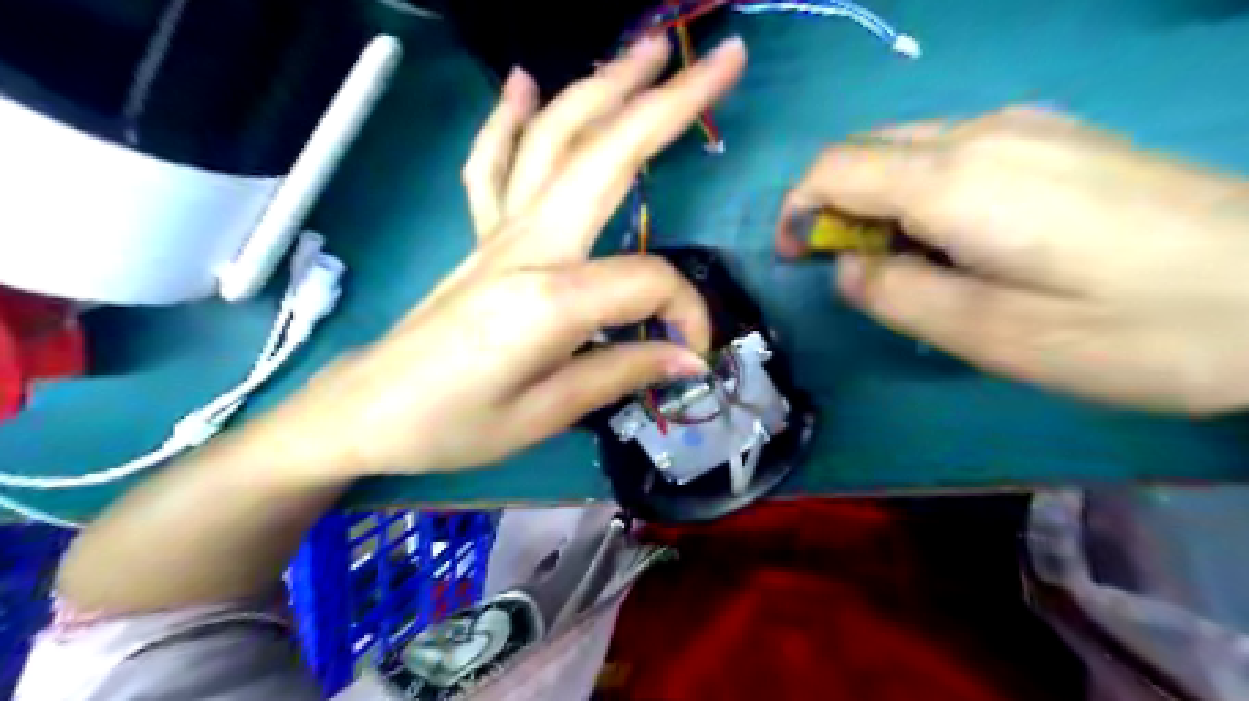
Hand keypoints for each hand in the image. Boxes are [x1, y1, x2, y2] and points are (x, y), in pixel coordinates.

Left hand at [280, 34, 745, 474]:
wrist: (366, 411)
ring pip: (553, 140)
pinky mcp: (479, 236)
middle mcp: (527, 245)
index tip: (693, 352)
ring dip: (602, 87)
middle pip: (605, 156)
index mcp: (549, 298)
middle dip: (668, 104)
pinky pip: (492, 165)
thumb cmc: (451, 425)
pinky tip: (525, 82)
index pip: (649, 282)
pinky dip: (509, 119)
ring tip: (647, 50)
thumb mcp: (544, 415)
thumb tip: (690, 356)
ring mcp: (498, 232)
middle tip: (722, 63)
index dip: (686, 313)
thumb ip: (621, 373)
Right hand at [778, 106, 1247, 413]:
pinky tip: (959, 237)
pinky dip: (921, 191)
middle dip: (834, 204)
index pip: (834, 167)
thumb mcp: (990, 334)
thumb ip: (896, 296)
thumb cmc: (1132, 328)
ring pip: (908, 148)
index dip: (796, 209)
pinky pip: (954, 151)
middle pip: (866, 150)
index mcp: (955, 180)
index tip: (795, 258)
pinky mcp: (1056, 137)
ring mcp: (1025, 126)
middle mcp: (981, 132)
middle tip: (850, 269)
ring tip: (905, 262)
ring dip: (877, 200)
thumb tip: (846, 268)